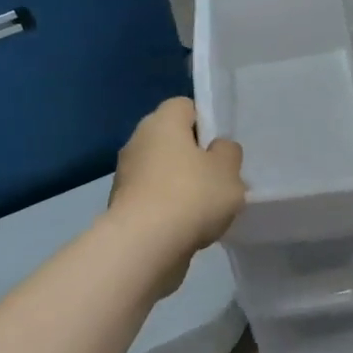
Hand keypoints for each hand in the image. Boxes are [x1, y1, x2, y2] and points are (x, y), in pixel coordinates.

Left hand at [109, 97, 245, 295]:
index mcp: (161, 122)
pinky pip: (153, 198)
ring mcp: (126, 176)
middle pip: (172, 140)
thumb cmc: (192, 196)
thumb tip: (217, 149)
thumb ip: (228, 153)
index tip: (221, 146)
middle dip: (194, 156)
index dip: (206, 121)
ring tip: (207, 208)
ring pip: (162, 171)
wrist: (145, 246)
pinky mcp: (122, 207)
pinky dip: (169, 208)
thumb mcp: (229, 170)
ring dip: (181, 184)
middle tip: (219, 177)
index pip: (185, 106)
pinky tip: (189, 227)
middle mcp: (137, 142)